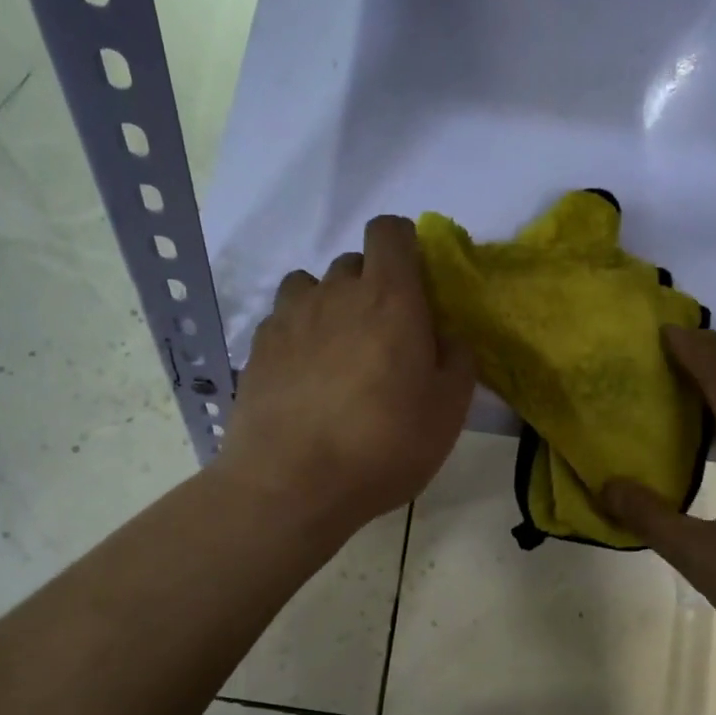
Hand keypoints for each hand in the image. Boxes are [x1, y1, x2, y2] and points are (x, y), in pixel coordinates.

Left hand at [216, 216, 474, 536]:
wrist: (292, 483)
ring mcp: (288, 318)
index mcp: (388, 297)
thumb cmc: (383, 444)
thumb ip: (457, 360)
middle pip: (353, 262)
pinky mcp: (257, 348)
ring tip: (337, 352)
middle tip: (383, 336)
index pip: (390, 231)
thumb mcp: (448, 410)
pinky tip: (303, 377)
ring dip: (328, 305)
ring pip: (310, 286)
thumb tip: (444, 336)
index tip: (414, 284)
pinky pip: (282, 321)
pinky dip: (297, 335)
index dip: (404, 246)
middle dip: (371, 285)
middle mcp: (334, 293)